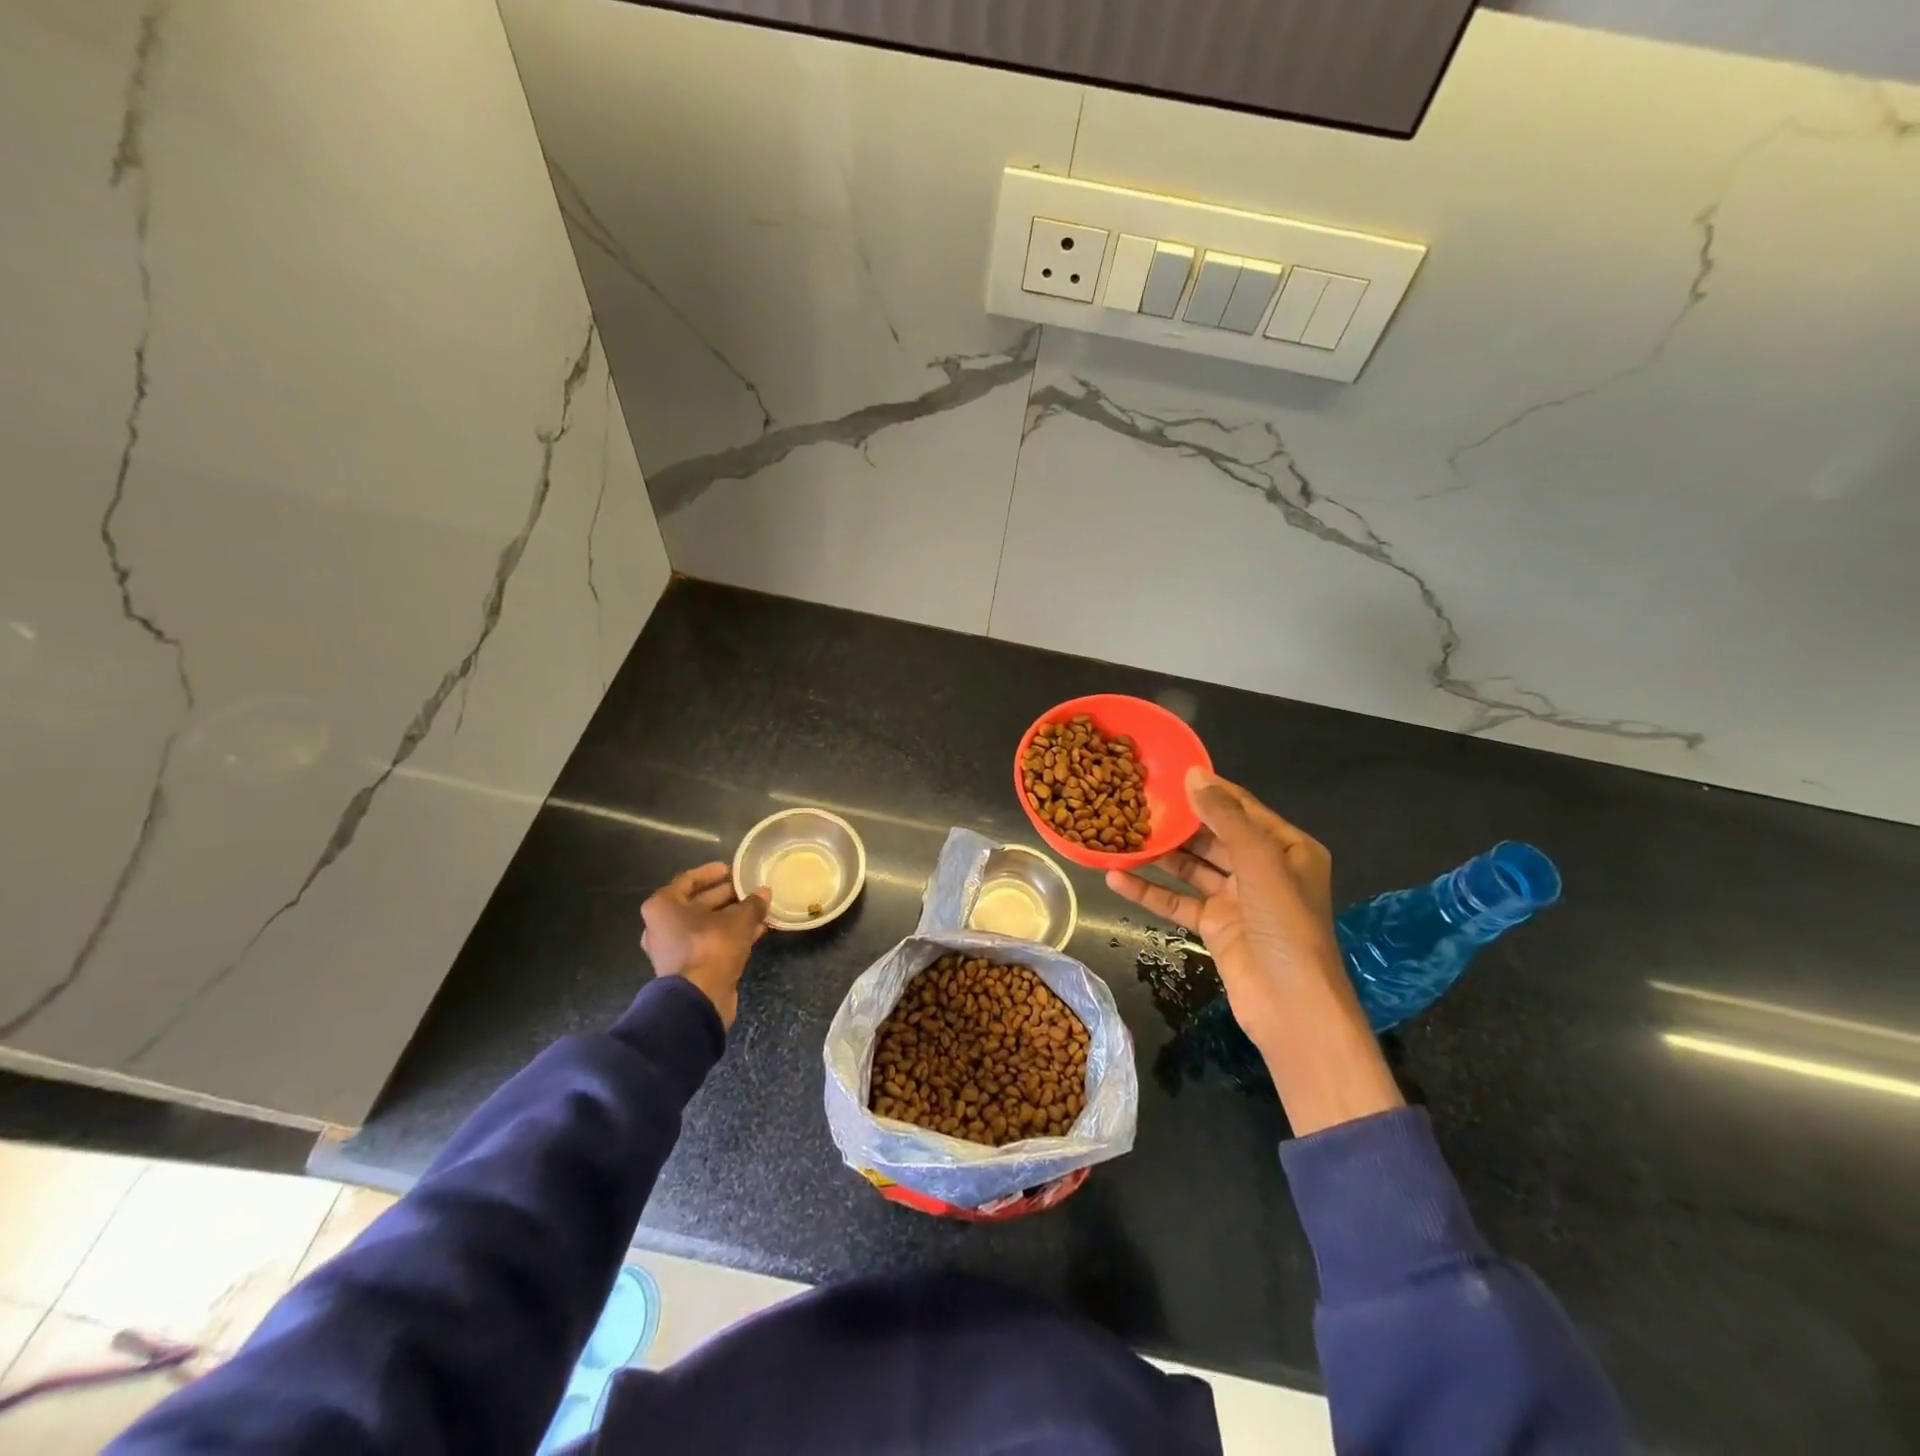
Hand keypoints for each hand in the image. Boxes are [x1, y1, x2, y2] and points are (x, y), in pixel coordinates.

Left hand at [641, 863, 769, 1027]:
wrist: (699, 999)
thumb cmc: (711, 947)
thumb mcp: (739, 920)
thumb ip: (752, 904)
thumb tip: (764, 892)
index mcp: (663, 906)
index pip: (688, 880)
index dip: (711, 872)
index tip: (731, 869)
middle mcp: (662, 926)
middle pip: (697, 904)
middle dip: (725, 896)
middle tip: (748, 889)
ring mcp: (672, 949)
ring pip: (705, 925)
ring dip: (731, 917)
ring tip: (758, 909)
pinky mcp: (686, 968)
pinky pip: (709, 943)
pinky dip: (729, 936)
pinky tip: (756, 931)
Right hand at [1106, 768, 1400, 1134]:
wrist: (1291, 1006)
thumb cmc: (1284, 925)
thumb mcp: (1259, 862)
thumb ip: (1225, 817)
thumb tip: (1193, 774)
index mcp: (1287, 848)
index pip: (1242, 808)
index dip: (1208, 790)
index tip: (1168, 772)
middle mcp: (1263, 868)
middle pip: (1213, 835)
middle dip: (1178, 822)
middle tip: (1135, 801)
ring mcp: (1236, 899)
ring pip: (1191, 867)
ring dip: (1159, 855)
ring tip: (1119, 832)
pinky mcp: (1214, 926)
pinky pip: (1177, 901)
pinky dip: (1149, 891)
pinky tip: (1115, 878)